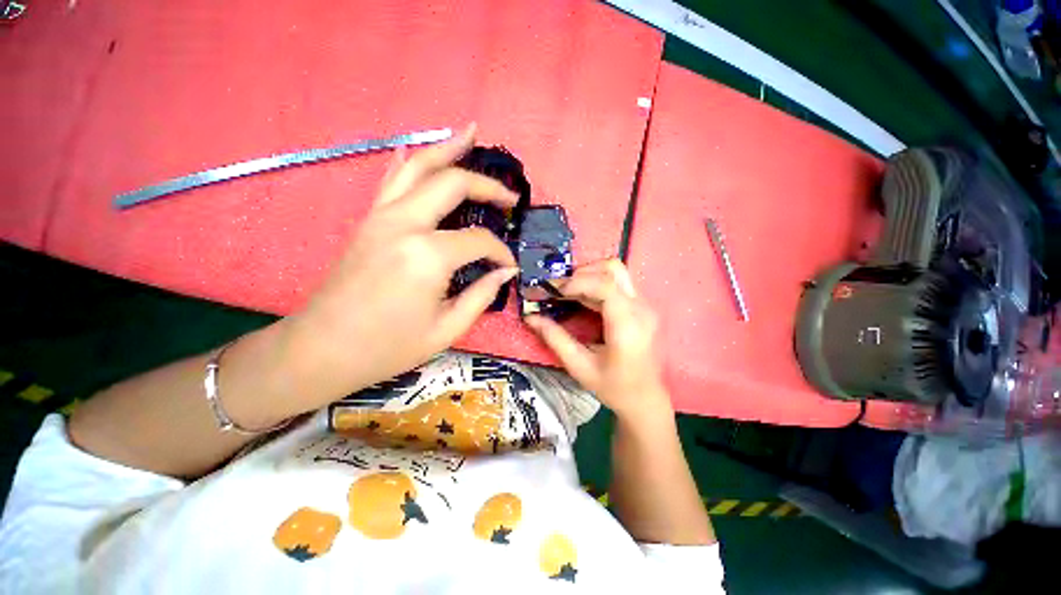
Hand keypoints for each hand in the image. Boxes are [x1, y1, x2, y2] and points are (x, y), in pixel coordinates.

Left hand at [279, 124, 518, 408]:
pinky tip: (422, 150)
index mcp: (428, 255)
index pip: (479, 240)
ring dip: (448, 148)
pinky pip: (393, 179)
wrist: (322, 348)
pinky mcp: (368, 220)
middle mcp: (405, 223)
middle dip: (487, 186)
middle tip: (510, 197)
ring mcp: (381, 216)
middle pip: (453, 183)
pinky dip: (411, 161)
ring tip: (471, 134)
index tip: (509, 266)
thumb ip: (482, 295)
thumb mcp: (447, 329)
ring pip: (418, 166)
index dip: (500, 252)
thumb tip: (504, 272)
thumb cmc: (388, 347)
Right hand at [524, 259, 672, 421]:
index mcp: (627, 325)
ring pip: (614, 272)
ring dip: (587, 276)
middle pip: (611, 269)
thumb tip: (531, 317)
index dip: (576, 282)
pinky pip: (616, 284)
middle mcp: (640, 308)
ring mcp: (643, 305)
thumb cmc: (613, 388)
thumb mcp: (579, 366)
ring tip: (566, 293)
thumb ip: (555, 338)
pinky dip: (594, 284)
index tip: (553, 292)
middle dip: (580, 273)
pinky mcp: (640, 307)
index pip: (605, 285)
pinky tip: (579, 299)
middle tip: (558, 290)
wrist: (645, 399)